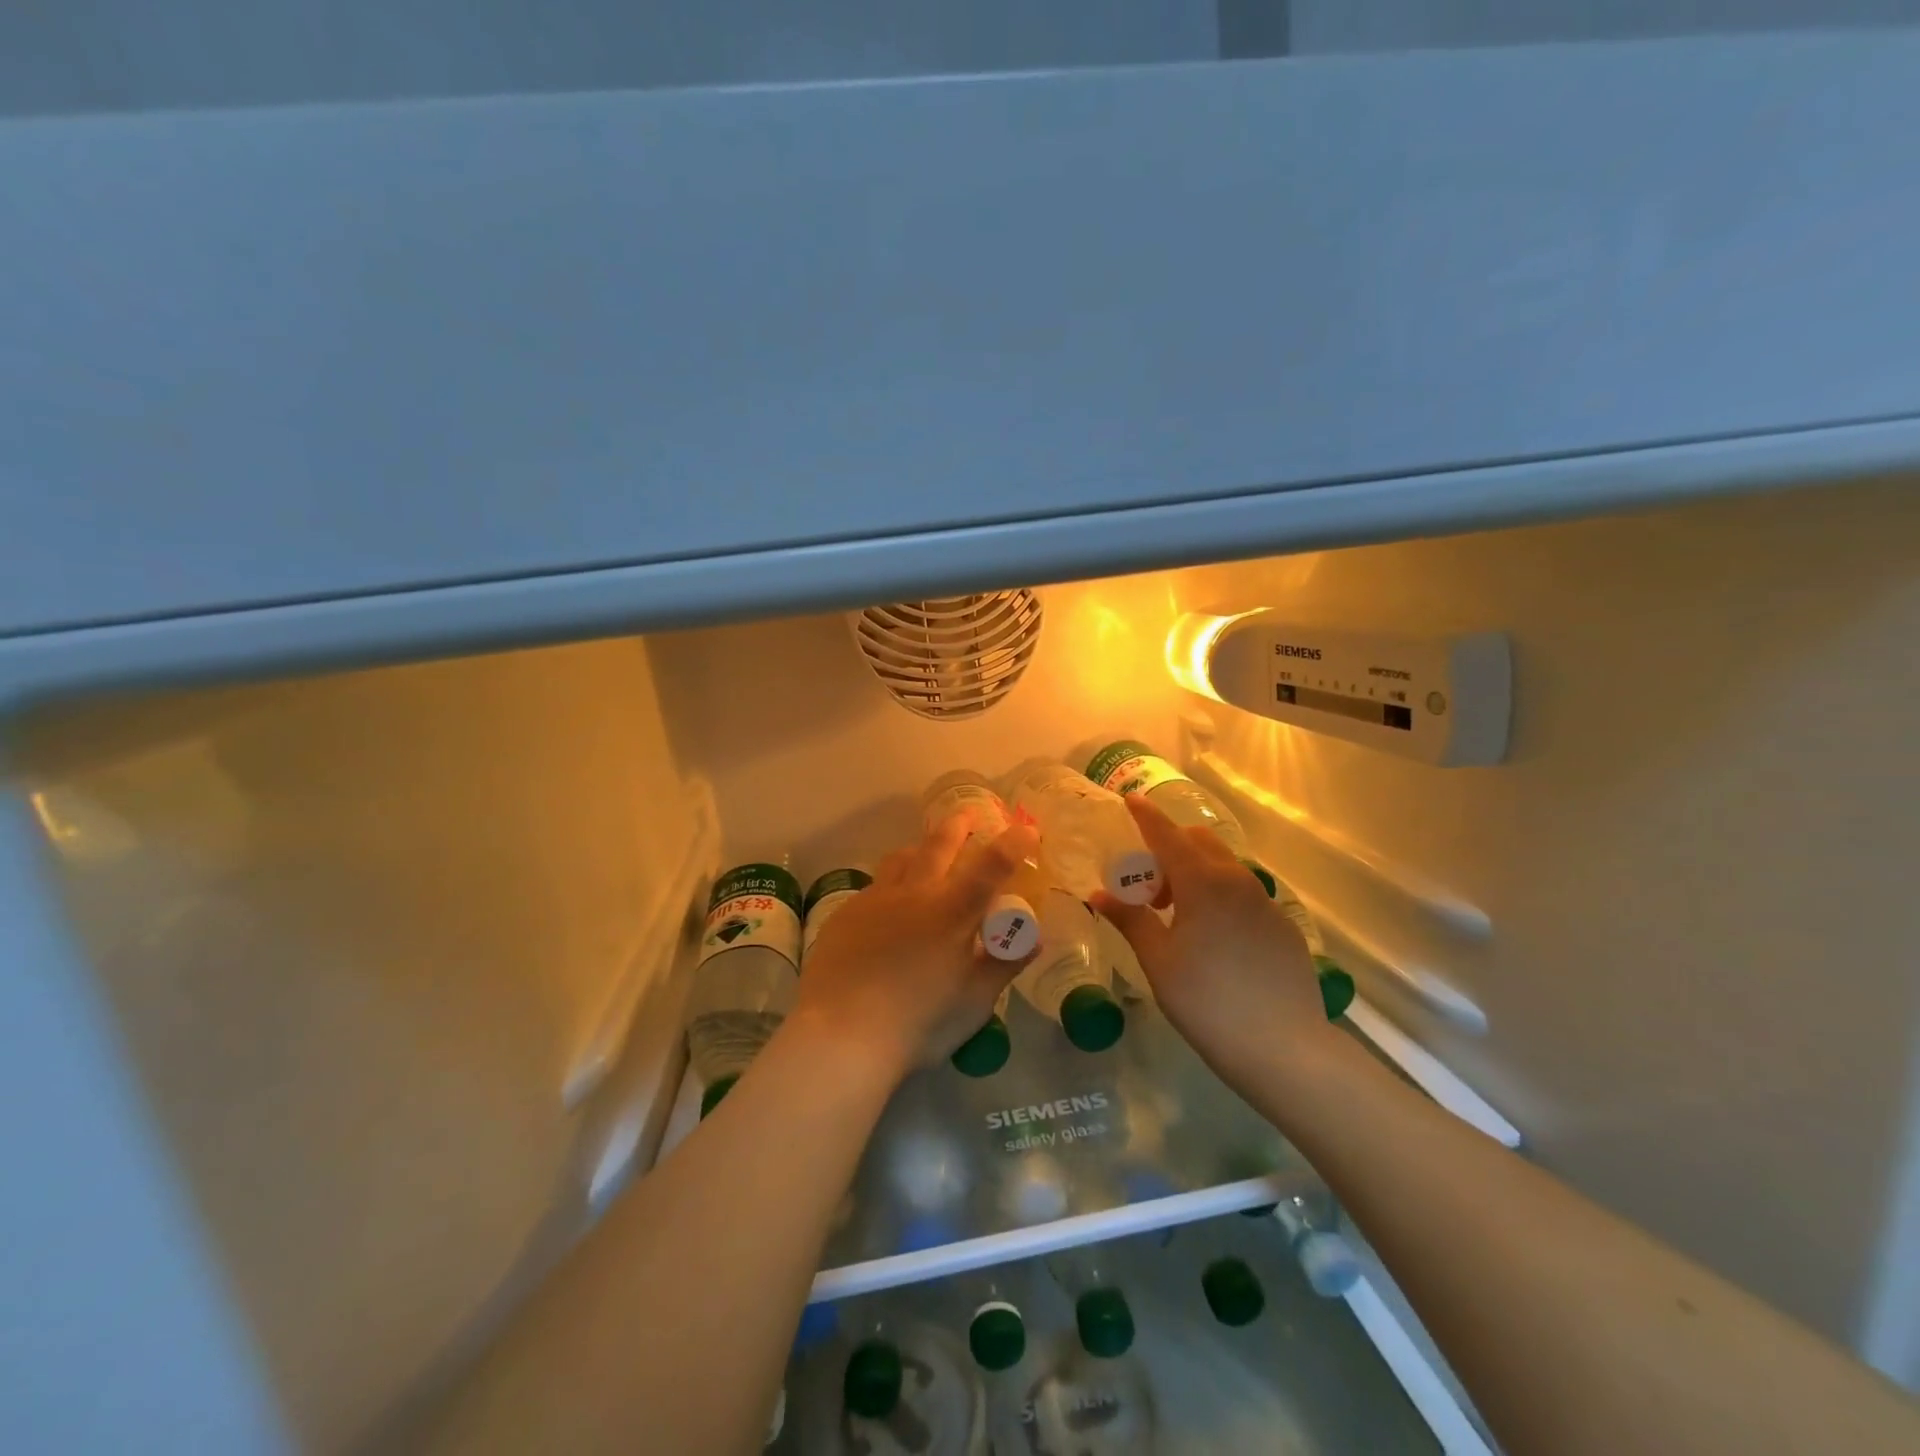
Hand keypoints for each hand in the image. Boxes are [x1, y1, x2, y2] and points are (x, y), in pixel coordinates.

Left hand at [788, 817, 1039, 1083]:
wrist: (841, 1035)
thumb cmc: (918, 1023)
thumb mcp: (974, 1002)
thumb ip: (1004, 964)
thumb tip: (1035, 939)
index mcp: (952, 913)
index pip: (990, 866)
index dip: (1012, 844)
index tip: (1026, 830)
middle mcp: (915, 894)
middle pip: (939, 845)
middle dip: (958, 825)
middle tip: (967, 815)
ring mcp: (875, 900)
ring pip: (901, 858)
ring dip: (920, 848)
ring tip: (925, 850)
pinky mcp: (846, 914)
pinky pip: (874, 887)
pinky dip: (891, 884)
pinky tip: (888, 907)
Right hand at [1093, 796, 1331, 1078]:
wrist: (1285, 1048)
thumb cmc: (1208, 1002)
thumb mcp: (1159, 961)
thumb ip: (1130, 920)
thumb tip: (1099, 894)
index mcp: (1203, 883)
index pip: (1168, 835)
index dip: (1147, 816)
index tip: (1132, 799)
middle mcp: (1237, 881)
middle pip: (1200, 843)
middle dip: (1171, 847)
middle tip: (1148, 884)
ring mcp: (1266, 903)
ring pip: (1224, 867)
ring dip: (1195, 871)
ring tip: (1176, 913)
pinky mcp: (1283, 926)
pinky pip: (1244, 894)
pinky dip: (1220, 895)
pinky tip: (1213, 937)